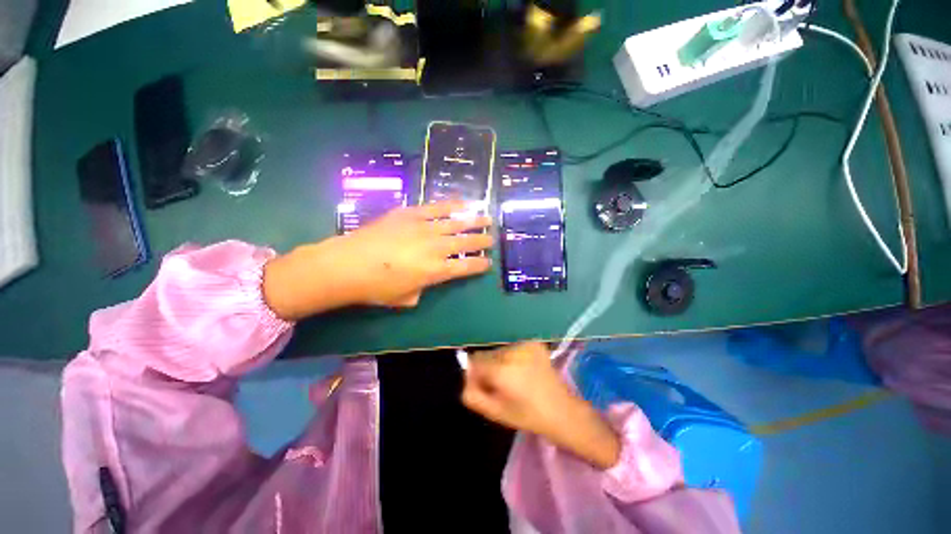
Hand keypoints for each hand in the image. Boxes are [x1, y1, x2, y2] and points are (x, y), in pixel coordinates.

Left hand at [263, 201, 493, 319]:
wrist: (348, 265)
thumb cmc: (376, 288)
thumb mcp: (404, 298)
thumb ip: (421, 289)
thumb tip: (424, 282)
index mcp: (437, 271)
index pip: (467, 267)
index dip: (480, 264)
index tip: (488, 262)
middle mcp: (436, 248)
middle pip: (466, 243)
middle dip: (482, 240)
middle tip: (492, 237)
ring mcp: (424, 228)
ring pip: (456, 223)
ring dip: (474, 220)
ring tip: (486, 218)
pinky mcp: (411, 214)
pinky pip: (436, 207)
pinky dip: (451, 205)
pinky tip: (462, 203)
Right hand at [462, 342, 620, 468]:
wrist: (563, 411)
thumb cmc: (528, 416)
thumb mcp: (495, 412)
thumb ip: (472, 394)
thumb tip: (464, 375)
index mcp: (502, 370)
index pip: (474, 361)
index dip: (476, 374)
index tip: (485, 386)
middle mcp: (512, 351)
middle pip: (487, 354)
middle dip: (488, 368)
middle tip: (501, 385)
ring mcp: (525, 344)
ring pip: (499, 350)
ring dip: (500, 361)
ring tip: (515, 378)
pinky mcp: (534, 342)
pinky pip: (512, 348)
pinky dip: (512, 357)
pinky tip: (524, 370)